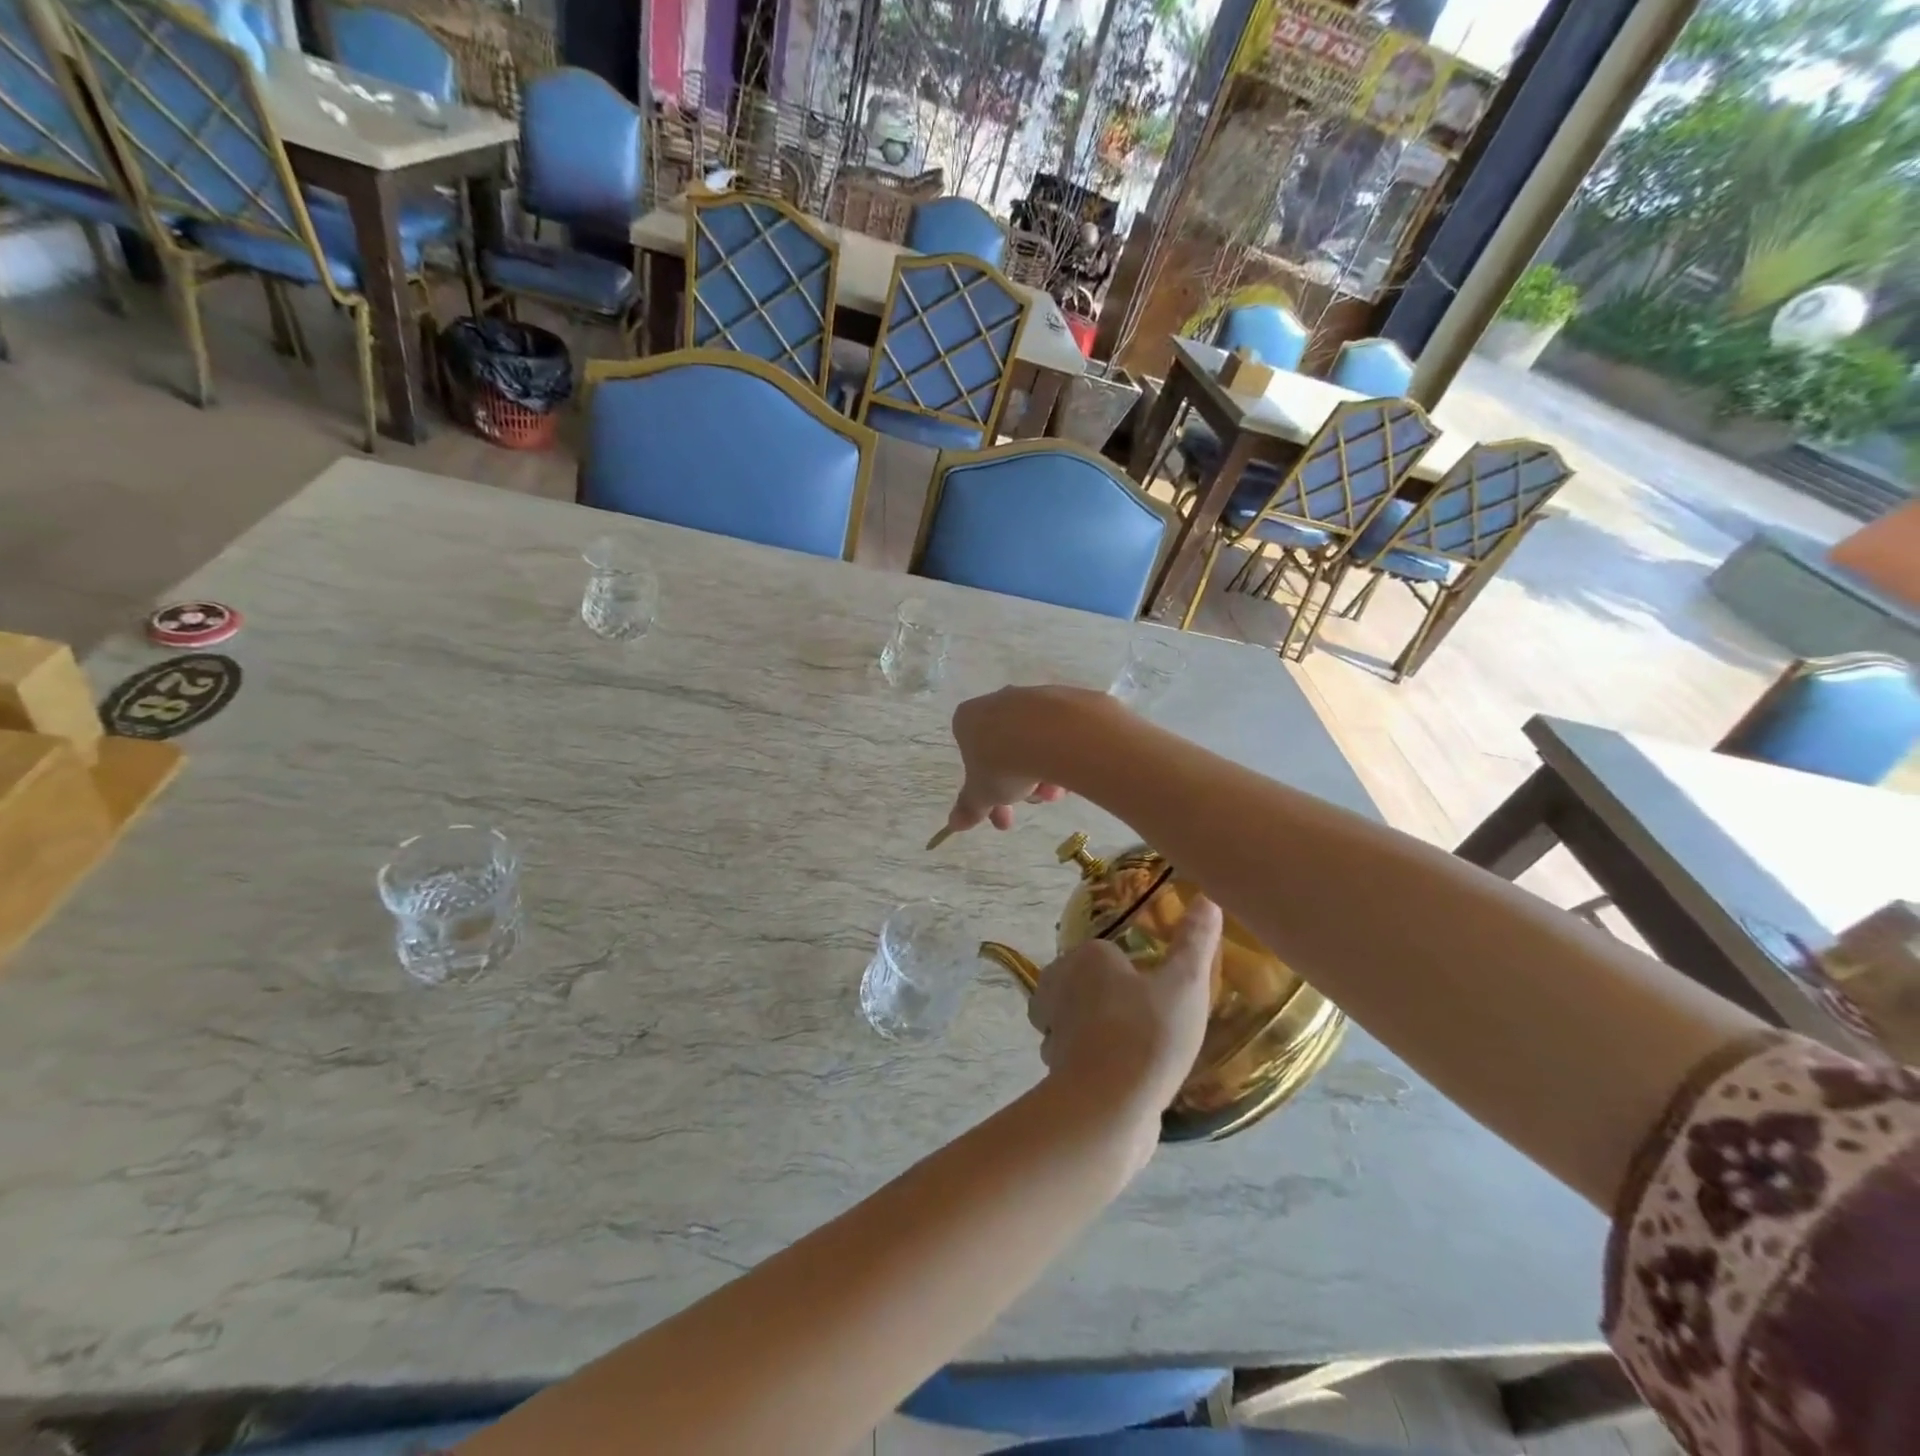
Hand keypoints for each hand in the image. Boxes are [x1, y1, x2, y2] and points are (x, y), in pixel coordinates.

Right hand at [946, 686, 1101, 832]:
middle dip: (1017, 786)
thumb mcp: (983, 794)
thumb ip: (970, 807)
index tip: (998, 809)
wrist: (1052, 733)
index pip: (970, 756)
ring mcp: (1030, 699)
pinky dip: (1060, 756)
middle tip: (1031, 806)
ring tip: (1055, 794)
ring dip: (1041, 775)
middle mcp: (996, 702)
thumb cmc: (1002, 763)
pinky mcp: (1062, 699)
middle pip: (1004, 751)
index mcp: (967, 720)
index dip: (984, 789)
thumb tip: (954, 824)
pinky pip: (1057, 734)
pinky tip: (1069, 775)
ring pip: (1032, 745)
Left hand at [1028, 896, 1222, 1157]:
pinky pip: (1077, 1056)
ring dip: (1096, 1030)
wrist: (1109, 1105)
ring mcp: (1052, 1029)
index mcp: (1085, 957)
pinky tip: (1123, 1076)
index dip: (1130, 970)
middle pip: (1083, 983)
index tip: (1157, 990)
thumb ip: (1195, 941)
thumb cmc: (1148, 1033)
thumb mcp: (1185, 983)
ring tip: (1136, 1046)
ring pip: (1074, 1020)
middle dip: (1105, 997)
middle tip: (1147, 1016)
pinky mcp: (1055, 1069)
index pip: (1105, 953)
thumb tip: (1208, 897)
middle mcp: (1058, 986)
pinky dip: (1093, 1062)